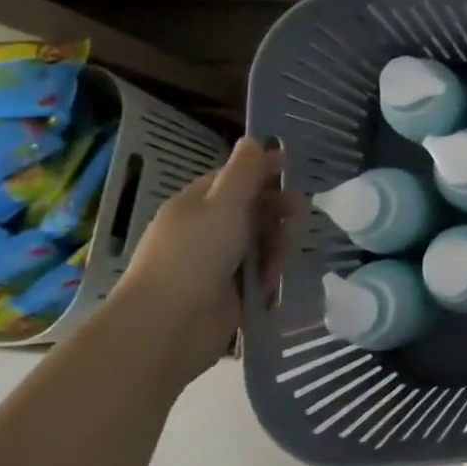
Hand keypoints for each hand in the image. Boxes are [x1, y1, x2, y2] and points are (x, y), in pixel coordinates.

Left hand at [104, 138, 299, 388]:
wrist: (168, 326)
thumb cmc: (195, 255)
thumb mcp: (224, 204)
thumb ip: (243, 172)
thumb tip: (252, 139)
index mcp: (196, 205)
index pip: (233, 178)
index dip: (261, 170)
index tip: (290, 166)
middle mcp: (203, 231)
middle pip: (250, 211)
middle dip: (275, 211)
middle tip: (298, 215)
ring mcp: (214, 265)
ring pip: (257, 244)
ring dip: (274, 247)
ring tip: (278, 261)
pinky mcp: (225, 295)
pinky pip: (256, 276)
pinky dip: (266, 277)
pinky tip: (271, 284)